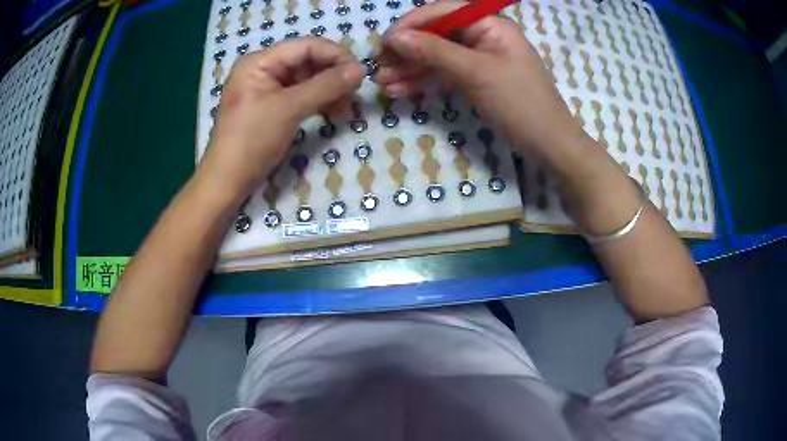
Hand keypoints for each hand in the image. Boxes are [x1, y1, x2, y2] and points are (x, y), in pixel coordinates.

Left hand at [200, 37, 363, 197]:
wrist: (228, 181)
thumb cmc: (251, 140)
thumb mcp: (289, 109)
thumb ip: (326, 85)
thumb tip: (360, 69)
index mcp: (260, 61)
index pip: (306, 46)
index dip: (336, 55)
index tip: (360, 74)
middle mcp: (264, 69)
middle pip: (308, 61)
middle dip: (334, 77)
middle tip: (354, 96)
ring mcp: (267, 88)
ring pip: (308, 79)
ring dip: (330, 92)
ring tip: (346, 111)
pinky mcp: (273, 106)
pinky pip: (302, 95)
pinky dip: (319, 102)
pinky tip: (333, 114)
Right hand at [378, 1, 582, 156]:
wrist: (548, 144)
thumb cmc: (520, 103)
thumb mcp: (477, 73)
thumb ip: (435, 52)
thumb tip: (395, 37)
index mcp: (490, 24)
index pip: (443, 13)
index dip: (411, 24)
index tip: (385, 43)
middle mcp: (483, 35)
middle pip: (436, 34)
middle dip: (407, 51)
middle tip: (379, 68)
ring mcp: (479, 58)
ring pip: (437, 55)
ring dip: (410, 68)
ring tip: (383, 84)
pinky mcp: (476, 78)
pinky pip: (444, 73)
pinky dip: (424, 81)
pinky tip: (401, 90)